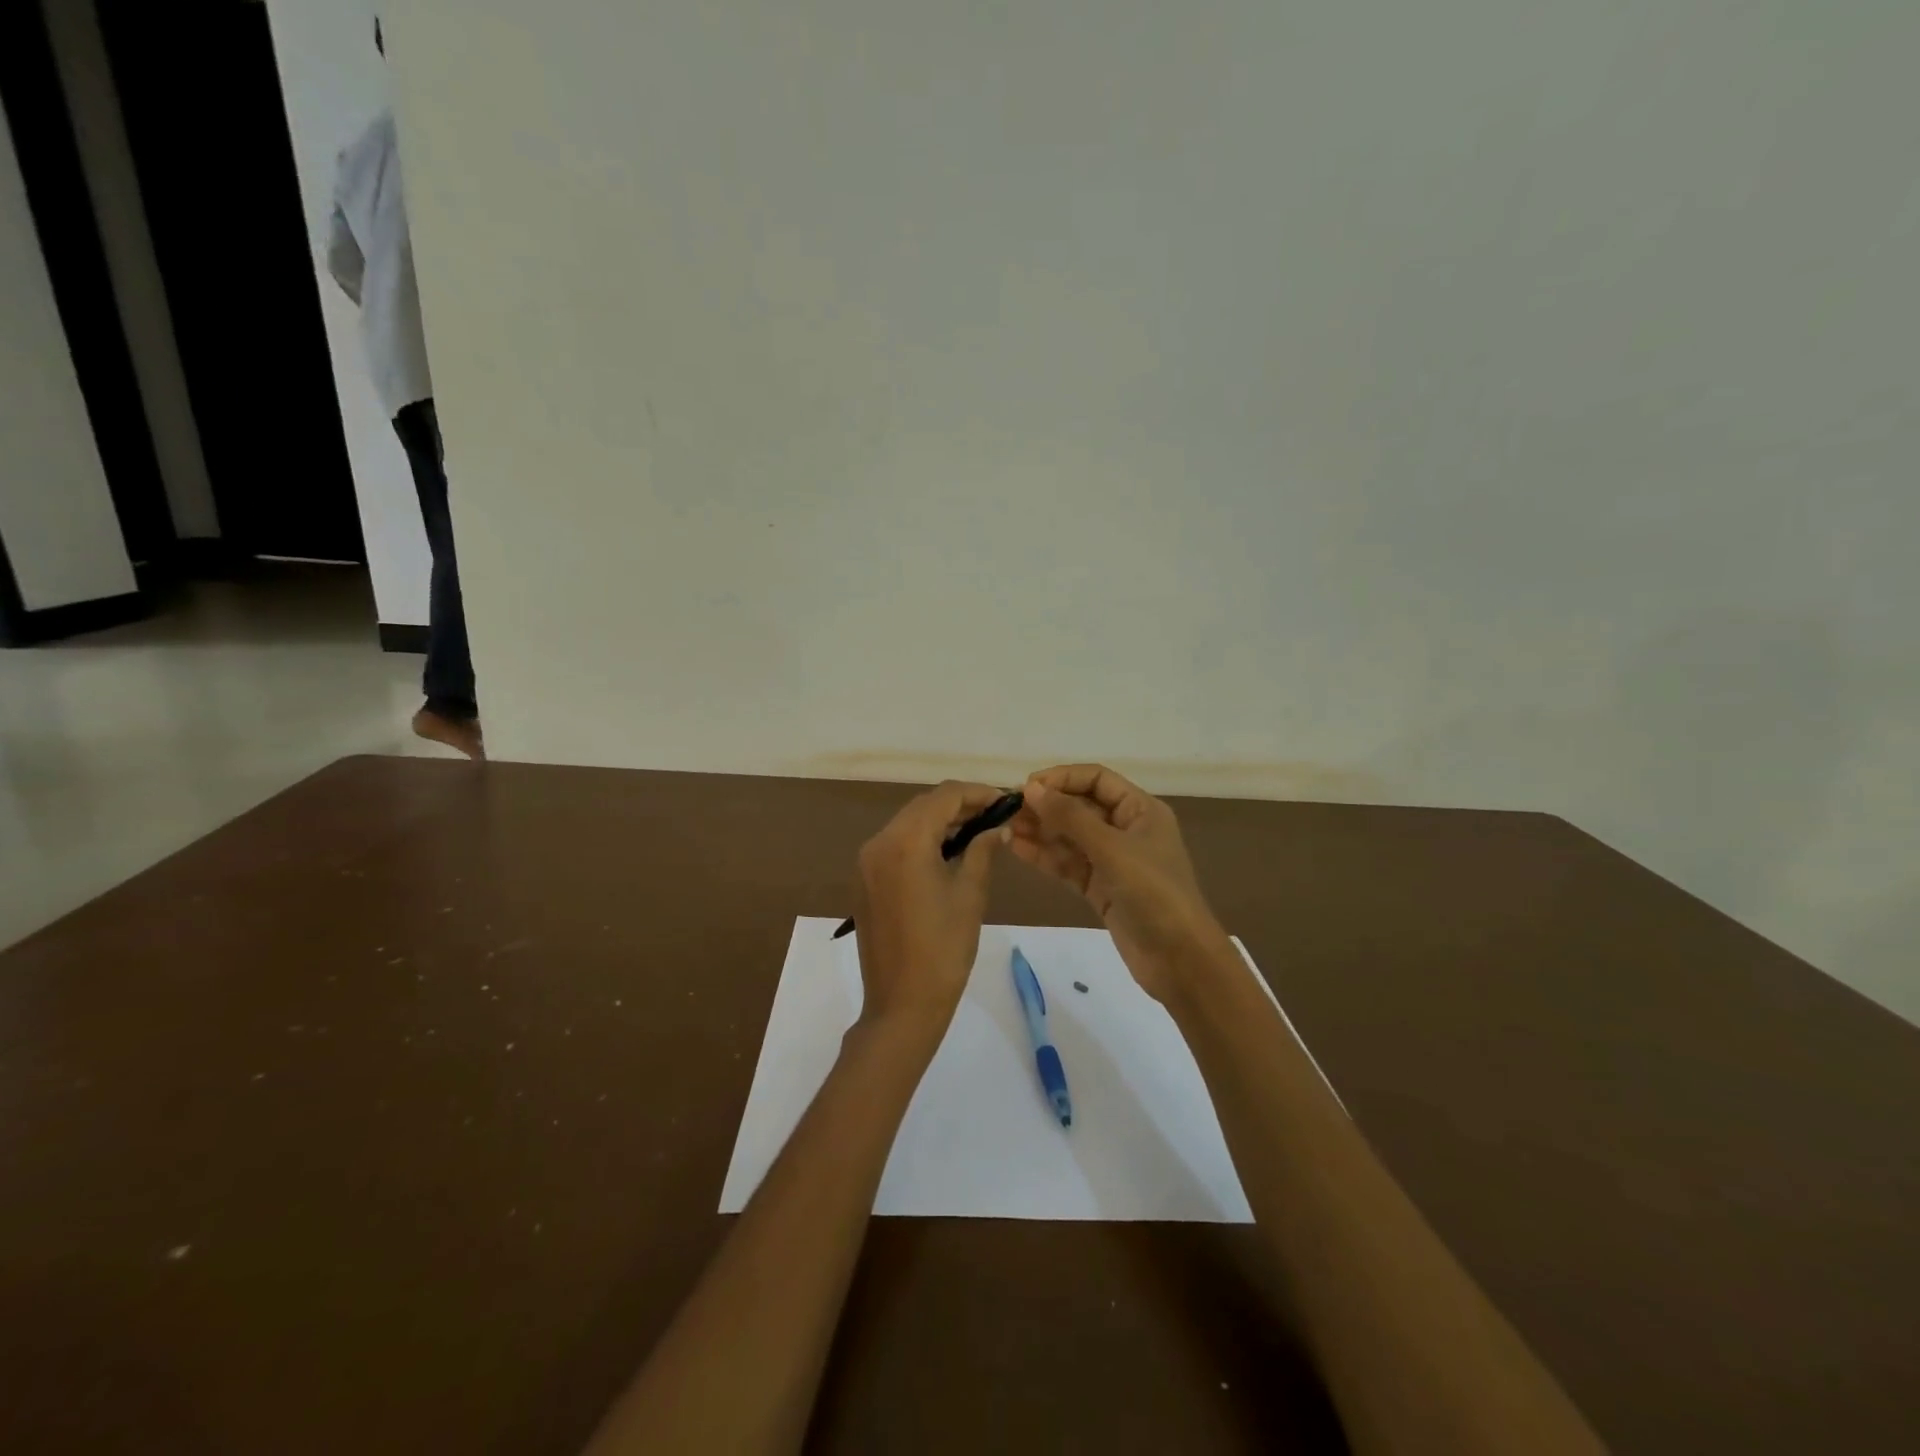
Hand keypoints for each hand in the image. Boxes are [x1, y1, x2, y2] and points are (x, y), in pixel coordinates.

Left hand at [854, 782, 1006, 1034]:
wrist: (902, 1004)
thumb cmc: (944, 948)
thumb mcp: (970, 894)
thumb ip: (983, 850)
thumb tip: (997, 827)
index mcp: (905, 842)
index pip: (945, 796)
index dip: (978, 793)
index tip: (1006, 800)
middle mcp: (878, 842)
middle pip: (923, 806)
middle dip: (959, 805)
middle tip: (994, 817)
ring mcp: (866, 862)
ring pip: (908, 824)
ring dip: (940, 822)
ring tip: (977, 834)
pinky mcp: (864, 880)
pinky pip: (895, 845)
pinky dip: (922, 840)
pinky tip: (947, 854)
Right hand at [1010, 765, 1232, 1004]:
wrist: (1180, 959)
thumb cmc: (1153, 892)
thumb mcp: (1111, 849)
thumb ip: (1070, 817)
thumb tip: (1031, 788)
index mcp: (1140, 810)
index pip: (1096, 779)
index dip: (1062, 778)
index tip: (1027, 787)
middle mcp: (1126, 829)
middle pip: (1080, 806)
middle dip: (1046, 806)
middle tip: (1009, 812)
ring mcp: (1113, 860)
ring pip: (1070, 837)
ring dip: (1041, 831)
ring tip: (1006, 830)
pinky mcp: (1101, 888)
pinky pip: (1068, 864)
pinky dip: (1045, 856)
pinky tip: (1018, 850)